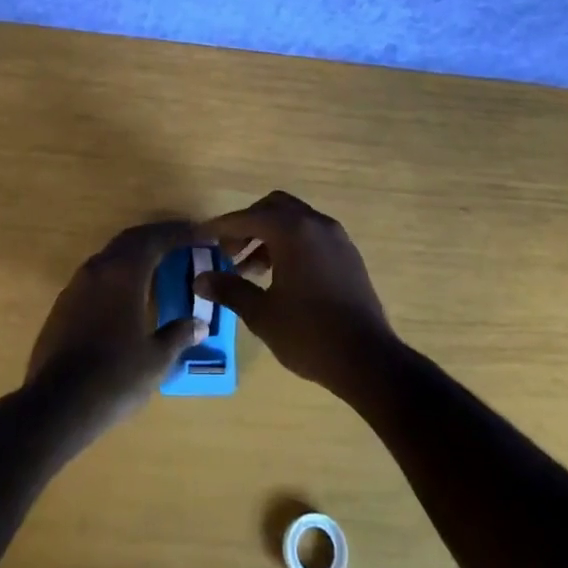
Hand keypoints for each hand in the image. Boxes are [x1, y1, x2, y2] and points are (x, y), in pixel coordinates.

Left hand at [25, 221, 206, 439]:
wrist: (56, 406)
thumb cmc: (114, 377)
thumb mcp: (156, 359)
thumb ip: (178, 334)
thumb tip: (198, 324)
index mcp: (124, 273)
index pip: (155, 239)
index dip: (180, 233)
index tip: (201, 235)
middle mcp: (98, 269)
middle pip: (131, 240)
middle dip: (158, 237)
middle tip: (182, 241)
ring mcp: (76, 286)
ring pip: (110, 256)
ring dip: (135, 254)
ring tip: (158, 264)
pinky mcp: (62, 306)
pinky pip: (97, 276)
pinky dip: (118, 274)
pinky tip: (128, 294)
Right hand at [194, 191, 394, 393]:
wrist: (367, 359)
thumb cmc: (308, 334)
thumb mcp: (262, 313)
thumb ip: (230, 289)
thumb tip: (200, 279)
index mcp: (293, 230)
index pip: (248, 217)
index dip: (221, 227)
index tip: (201, 237)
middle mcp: (316, 224)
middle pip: (274, 208)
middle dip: (248, 225)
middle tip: (228, 252)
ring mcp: (337, 238)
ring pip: (295, 221)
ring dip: (269, 236)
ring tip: (250, 270)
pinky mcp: (349, 256)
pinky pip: (312, 236)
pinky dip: (291, 244)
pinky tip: (280, 277)